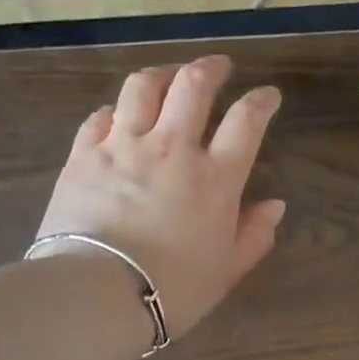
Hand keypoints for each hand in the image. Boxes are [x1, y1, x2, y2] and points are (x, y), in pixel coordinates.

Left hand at [34, 54, 285, 339]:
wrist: (98, 293)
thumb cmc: (173, 289)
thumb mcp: (227, 270)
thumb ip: (255, 235)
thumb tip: (275, 205)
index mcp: (215, 178)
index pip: (247, 121)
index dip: (262, 101)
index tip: (268, 95)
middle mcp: (172, 148)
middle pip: (193, 85)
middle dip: (211, 68)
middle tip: (219, 66)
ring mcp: (124, 146)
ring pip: (143, 87)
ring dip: (161, 74)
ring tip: (168, 76)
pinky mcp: (84, 155)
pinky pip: (100, 116)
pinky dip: (115, 110)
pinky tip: (118, 115)